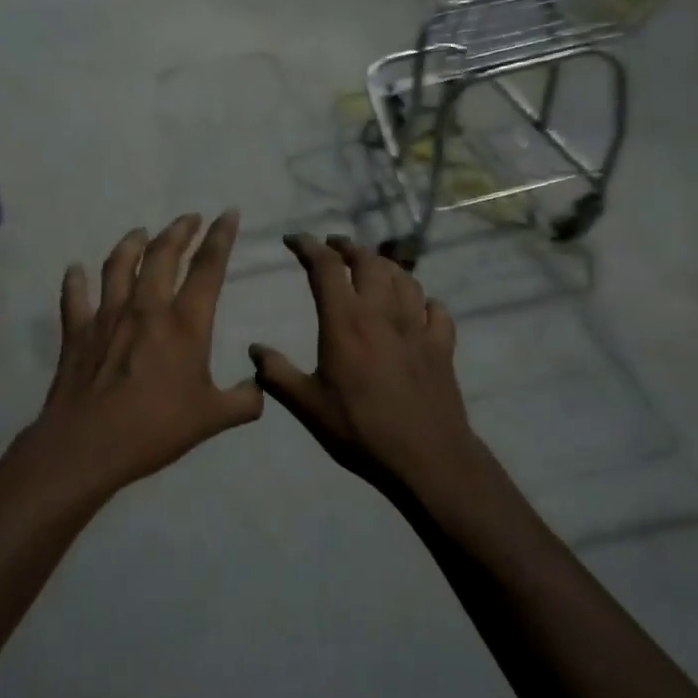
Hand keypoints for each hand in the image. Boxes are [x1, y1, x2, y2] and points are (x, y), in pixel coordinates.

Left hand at [17, 212, 261, 498]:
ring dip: (131, 243)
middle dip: (178, 230)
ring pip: (119, 265)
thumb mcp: (213, 418)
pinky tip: (75, 269)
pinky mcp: (77, 332)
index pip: (208, 269)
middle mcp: (147, 308)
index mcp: (185, 324)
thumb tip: (260, 387)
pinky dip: (75, 280)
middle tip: (188, 217)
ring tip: (140, 232)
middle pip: (162, 255)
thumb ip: (243, 401)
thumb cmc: (156, 429)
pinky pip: (74, 297)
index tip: (228, 213)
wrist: (89, 444)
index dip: (220, 237)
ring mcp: (107, 316)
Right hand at [250, 235, 485, 493]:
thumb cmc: (360, 430)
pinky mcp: (442, 345)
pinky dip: (422, 300)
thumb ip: (277, 374)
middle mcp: (383, 312)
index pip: (325, 267)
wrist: (425, 457)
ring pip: (404, 278)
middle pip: (369, 261)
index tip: (294, 239)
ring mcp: (417, 326)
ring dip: (384, 266)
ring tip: (371, 268)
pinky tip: (417, 307)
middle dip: (348, 247)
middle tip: (333, 247)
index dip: (308, 246)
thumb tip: (255, 350)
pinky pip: (435, 309)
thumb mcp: (307, 406)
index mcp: (346, 321)